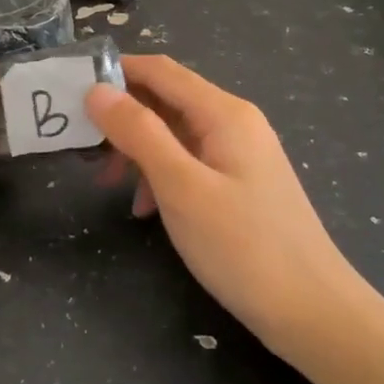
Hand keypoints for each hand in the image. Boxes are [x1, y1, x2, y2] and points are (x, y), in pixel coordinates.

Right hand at [86, 55, 360, 349]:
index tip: (70, 90)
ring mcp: (241, 154)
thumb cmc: (243, 246)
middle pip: (166, 100)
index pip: (160, 71)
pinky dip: (161, 175)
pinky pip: (190, 163)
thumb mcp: (181, 187)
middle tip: (83, 146)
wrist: (312, 312)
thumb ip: (138, 133)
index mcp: (223, 113)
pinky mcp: (241, 184)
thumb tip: (97, 90)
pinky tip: (145, 208)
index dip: (114, 72)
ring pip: (175, 134)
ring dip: (138, 150)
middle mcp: (234, 123)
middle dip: (122, 117)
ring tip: (106, 182)